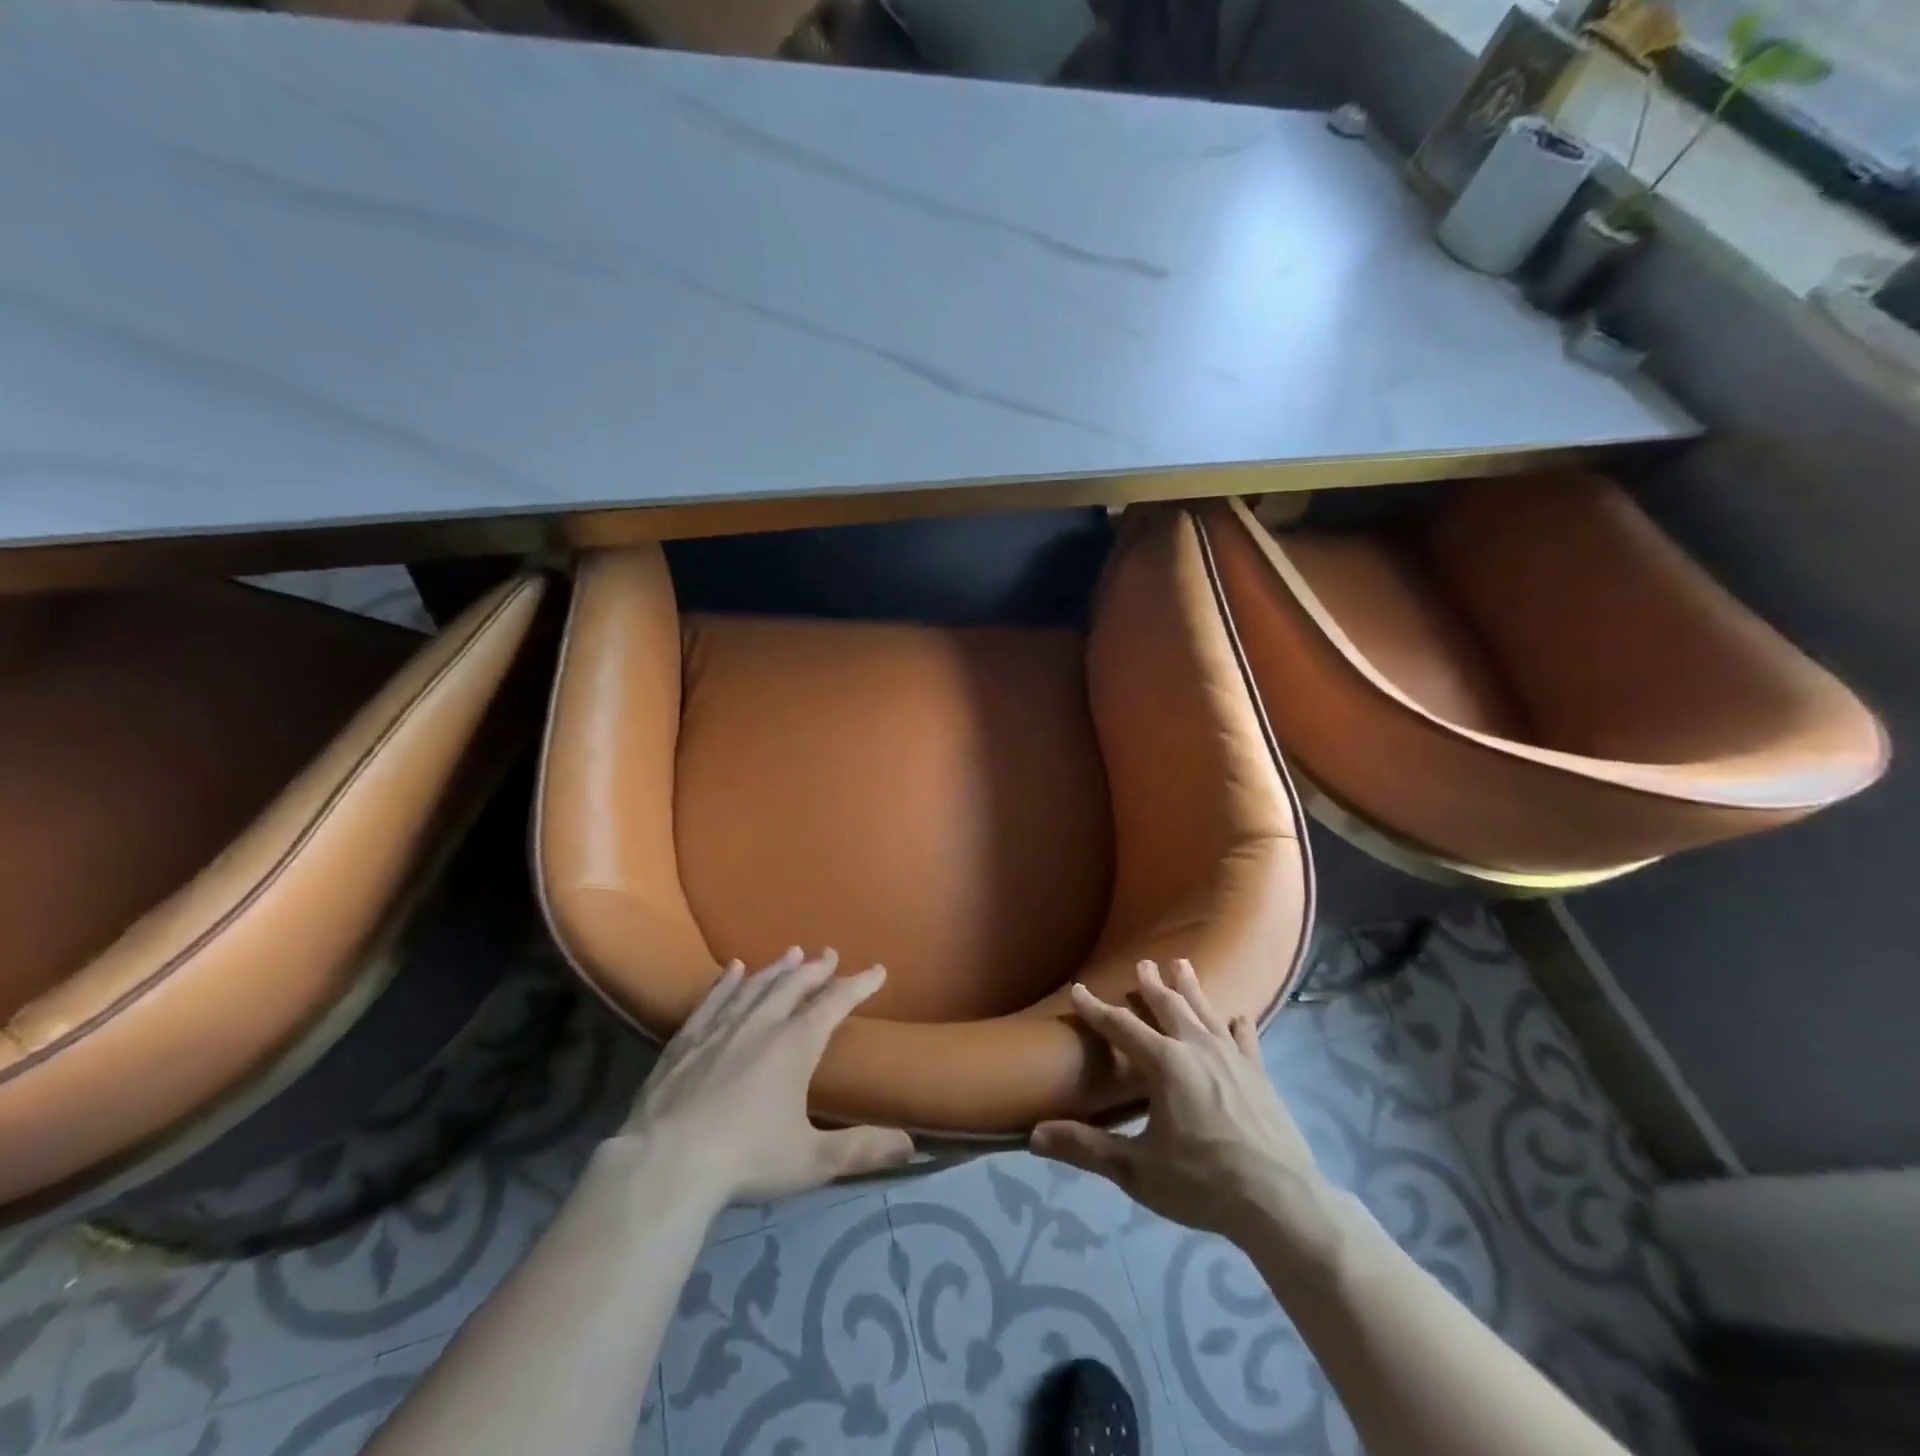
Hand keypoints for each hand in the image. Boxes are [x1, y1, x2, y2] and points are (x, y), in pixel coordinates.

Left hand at [615, 948, 913, 1205]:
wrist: (665, 1164)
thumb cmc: (746, 1159)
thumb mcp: (813, 1161)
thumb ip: (862, 1149)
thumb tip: (912, 1145)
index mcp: (795, 1045)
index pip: (835, 1004)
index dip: (859, 984)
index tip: (877, 969)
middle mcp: (761, 1025)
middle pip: (794, 986)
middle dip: (816, 969)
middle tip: (829, 954)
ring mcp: (720, 1029)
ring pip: (755, 986)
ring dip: (777, 969)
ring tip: (792, 953)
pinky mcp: (686, 1040)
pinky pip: (712, 1000)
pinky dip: (726, 982)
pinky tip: (732, 969)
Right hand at [1031, 960, 1326, 1244]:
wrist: (1281, 1201)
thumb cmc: (1203, 1182)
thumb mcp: (1137, 1170)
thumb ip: (1087, 1149)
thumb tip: (1034, 1136)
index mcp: (1164, 1064)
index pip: (1120, 1026)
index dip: (1096, 1008)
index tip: (1078, 988)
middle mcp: (1197, 1048)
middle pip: (1168, 1007)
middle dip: (1151, 985)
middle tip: (1143, 962)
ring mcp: (1233, 1058)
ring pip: (1206, 1012)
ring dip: (1191, 989)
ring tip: (1182, 964)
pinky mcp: (1260, 1075)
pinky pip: (1246, 1040)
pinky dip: (1239, 1026)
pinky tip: (1239, 1017)